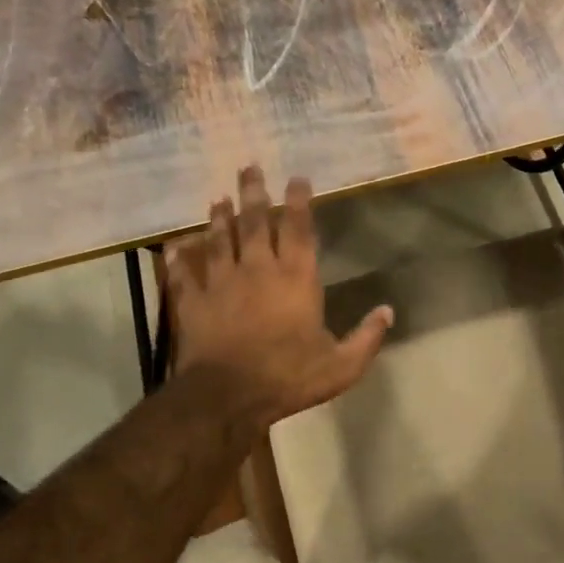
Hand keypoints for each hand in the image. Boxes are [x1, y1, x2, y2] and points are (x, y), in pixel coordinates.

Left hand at [167, 167, 392, 430]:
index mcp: (296, 278)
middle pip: (254, 222)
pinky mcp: (194, 302)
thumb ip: (367, 336)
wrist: (229, 396)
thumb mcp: (342, 364)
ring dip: (219, 217)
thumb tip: (388, 311)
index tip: (297, 178)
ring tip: (218, 198)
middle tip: (249, 167)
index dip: (298, 200)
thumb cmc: (290, 376)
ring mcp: (222, 283)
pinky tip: (175, 246)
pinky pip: (185, 274)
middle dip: (253, 192)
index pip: (298, 229)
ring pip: (219, 240)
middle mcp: (258, 269)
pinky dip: (180, 259)